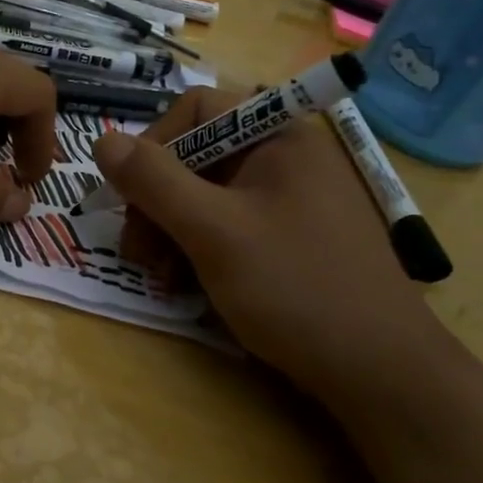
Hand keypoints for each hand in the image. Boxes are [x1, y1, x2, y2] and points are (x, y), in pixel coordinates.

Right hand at [93, 88, 449, 395]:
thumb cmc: (295, 287)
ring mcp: (290, 200)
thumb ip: (154, 181)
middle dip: (156, 200)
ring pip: (207, 195)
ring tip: (159, 276)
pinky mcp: (290, 238)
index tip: (129, 196)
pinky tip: (186, 285)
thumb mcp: (213, 231)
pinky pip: (229, 225)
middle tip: (137, 251)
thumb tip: (101, 139)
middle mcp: (285, 157)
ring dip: (171, 229)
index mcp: (278, 136)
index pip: (196, 109)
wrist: (381, 373)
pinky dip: (198, 249)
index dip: (153, 145)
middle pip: (197, 155)